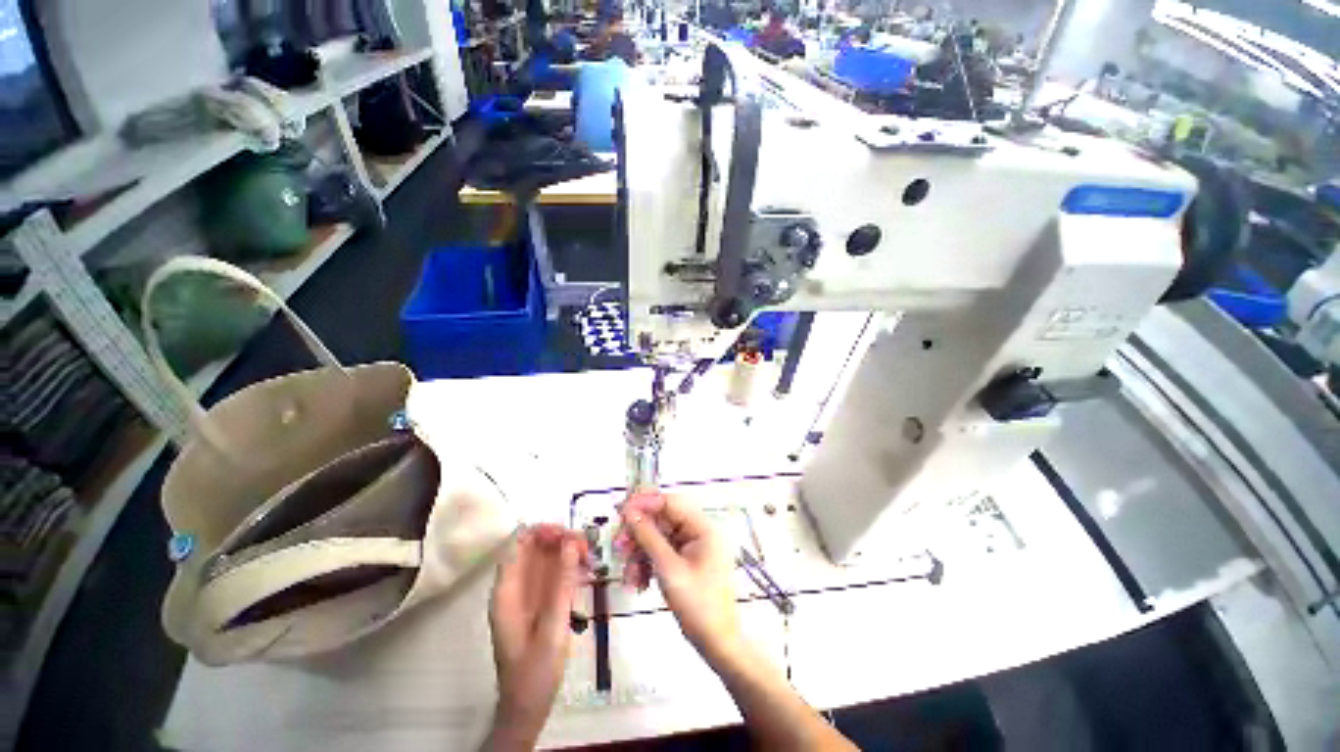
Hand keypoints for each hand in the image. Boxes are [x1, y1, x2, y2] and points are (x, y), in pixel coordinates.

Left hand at [485, 525, 587, 750]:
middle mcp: (515, 586)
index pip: (519, 543)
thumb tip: (571, 543)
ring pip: (547, 557)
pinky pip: (554, 572)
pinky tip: (587, 570)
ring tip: (590, 557)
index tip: (568, 535)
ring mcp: (528, 592)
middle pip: (535, 546)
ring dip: (568, 551)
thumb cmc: (535, 670)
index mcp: (507, 591)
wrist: (528, 705)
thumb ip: (562, 584)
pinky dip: (570, 566)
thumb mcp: (552, 626)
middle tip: (586, 547)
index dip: (542, 531)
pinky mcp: (540, 600)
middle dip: (560, 539)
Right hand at [616, 493, 742, 663]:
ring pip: (659, 538)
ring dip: (640, 552)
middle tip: (618, 546)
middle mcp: (699, 531)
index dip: (645, 503)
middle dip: (639, 534)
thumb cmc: (698, 605)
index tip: (620, 511)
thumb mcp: (669, 569)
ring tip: (628, 574)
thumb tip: (629, 511)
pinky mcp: (686, 561)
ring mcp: (693, 547)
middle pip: (663, 520)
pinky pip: (662, 553)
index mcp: (703, 527)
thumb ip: (648, 537)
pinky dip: (648, 563)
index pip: (671, 502)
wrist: (717, 644)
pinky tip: (638, 582)